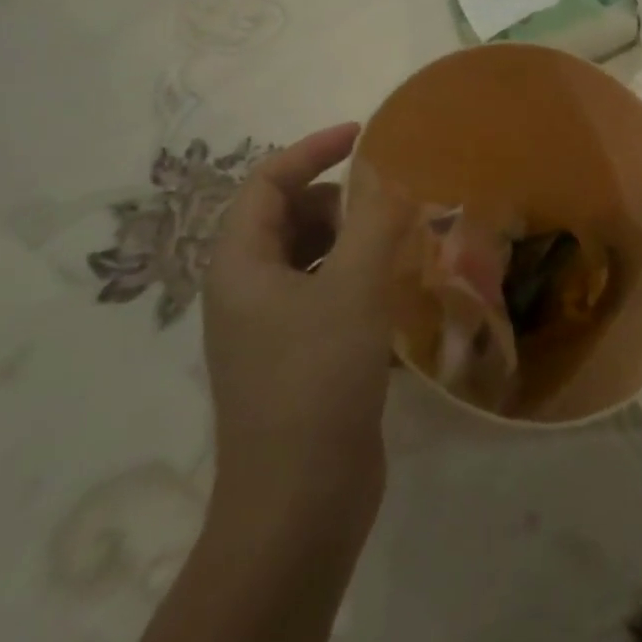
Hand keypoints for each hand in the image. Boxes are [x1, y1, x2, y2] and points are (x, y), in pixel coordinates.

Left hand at [201, 122, 415, 544]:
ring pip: (310, 258)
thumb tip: (392, 179)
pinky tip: (397, 293)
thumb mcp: (353, 289)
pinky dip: (357, 279)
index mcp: (240, 266)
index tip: (362, 135)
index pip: (266, 182)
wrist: (299, 507)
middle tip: (389, 207)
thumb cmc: (316, 382)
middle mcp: (246, 292)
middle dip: (338, 200)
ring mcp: (270, 330)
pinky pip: (326, 296)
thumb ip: (375, 222)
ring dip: (352, 241)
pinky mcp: (298, 360)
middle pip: (287, 217)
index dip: (312, 150)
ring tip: (400, 245)